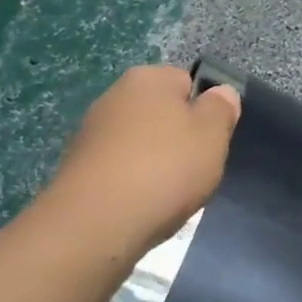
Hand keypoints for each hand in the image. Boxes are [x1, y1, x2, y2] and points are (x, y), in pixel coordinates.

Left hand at [39, 64, 240, 256]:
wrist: (96, 223)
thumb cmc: (165, 168)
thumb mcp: (212, 135)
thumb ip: (221, 108)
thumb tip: (220, 92)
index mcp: (149, 79)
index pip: (188, 82)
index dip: (206, 110)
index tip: (213, 139)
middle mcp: (115, 96)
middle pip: (163, 113)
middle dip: (181, 138)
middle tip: (197, 167)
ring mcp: (92, 133)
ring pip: (143, 143)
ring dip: (158, 163)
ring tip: (170, 193)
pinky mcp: (80, 168)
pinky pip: (122, 169)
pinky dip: (135, 183)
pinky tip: (144, 204)